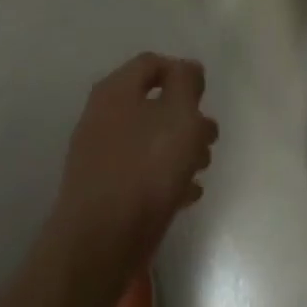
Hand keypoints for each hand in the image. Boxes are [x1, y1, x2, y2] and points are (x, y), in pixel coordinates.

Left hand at [48, 54, 218, 280]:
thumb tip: (187, 68)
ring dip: (178, 148)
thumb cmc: (145, 170)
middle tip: (208, 137)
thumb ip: (186, 84)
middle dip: (185, 117)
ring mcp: (98, 153)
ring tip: (202, 168)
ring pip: (146, 138)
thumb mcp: (179, 116)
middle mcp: (102, 114)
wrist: (98, 243)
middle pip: (151, 103)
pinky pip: (138, 171)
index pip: (151, 63)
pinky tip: (186, 195)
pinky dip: (162, 176)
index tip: (204, 97)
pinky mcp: (100, 189)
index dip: (181, 72)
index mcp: (116, 90)